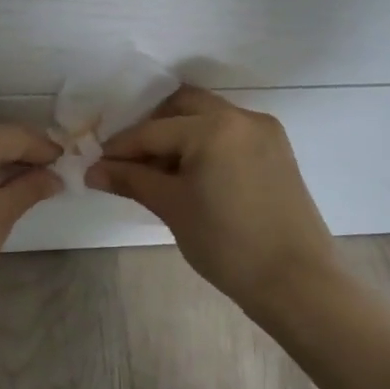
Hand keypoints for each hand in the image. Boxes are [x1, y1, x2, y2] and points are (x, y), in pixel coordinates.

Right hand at [87, 85, 341, 316]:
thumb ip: (132, 180)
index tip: (96, 164)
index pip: (153, 130)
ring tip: (158, 171)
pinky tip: (191, 174)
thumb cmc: (227, 245)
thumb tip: (93, 170)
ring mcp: (264, 131)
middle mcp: (241, 117)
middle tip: (129, 160)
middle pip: (182, 106)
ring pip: (208, 117)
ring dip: (179, 134)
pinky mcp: (277, 149)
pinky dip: (205, 143)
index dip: (121, 148)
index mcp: (214, 127)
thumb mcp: (173, 208)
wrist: (296, 282)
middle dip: (152, 128)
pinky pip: (230, 133)